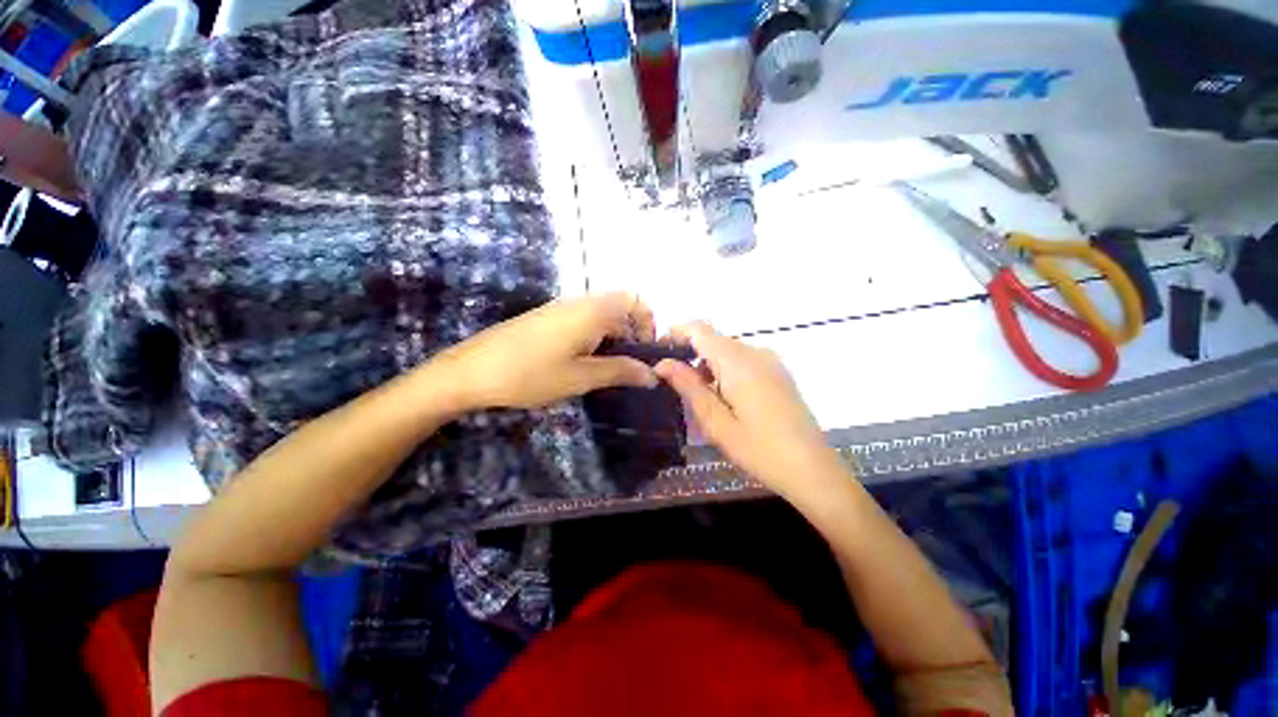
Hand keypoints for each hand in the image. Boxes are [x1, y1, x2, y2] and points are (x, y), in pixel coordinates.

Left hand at [434, 292, 658, 410]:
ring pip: (602, 314)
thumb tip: (653, 374)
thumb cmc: (531, 374)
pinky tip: (582, 361)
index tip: (645, 354)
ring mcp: (561, 307)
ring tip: (607, 368)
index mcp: (594, 311)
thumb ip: (621, 371)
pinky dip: (595, 336)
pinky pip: (584, 319)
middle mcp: (580, 301)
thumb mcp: (582, 377)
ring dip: (613, 336)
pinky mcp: (548, 316)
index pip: (637, 304)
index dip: (649, 326)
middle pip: (621, 307)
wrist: (472, 371)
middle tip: (628, 366)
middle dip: (632, 334)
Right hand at [654, 322, 834, 493]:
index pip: (699, 329)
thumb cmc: (759, 449)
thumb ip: (688, 386)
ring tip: (699, 398)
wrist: (813, 469)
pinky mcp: (778, 372)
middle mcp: (755, 352)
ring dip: (708, 365)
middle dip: (690, 354)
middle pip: (713, 339)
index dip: (675, 333)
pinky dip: (726, 371)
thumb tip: (662, 363)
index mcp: (737, 361)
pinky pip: (744, 360)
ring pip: (728, 351)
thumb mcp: (716, 422)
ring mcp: (770, 361)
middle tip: (675, 386)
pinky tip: (725, 399)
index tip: (659, 354)